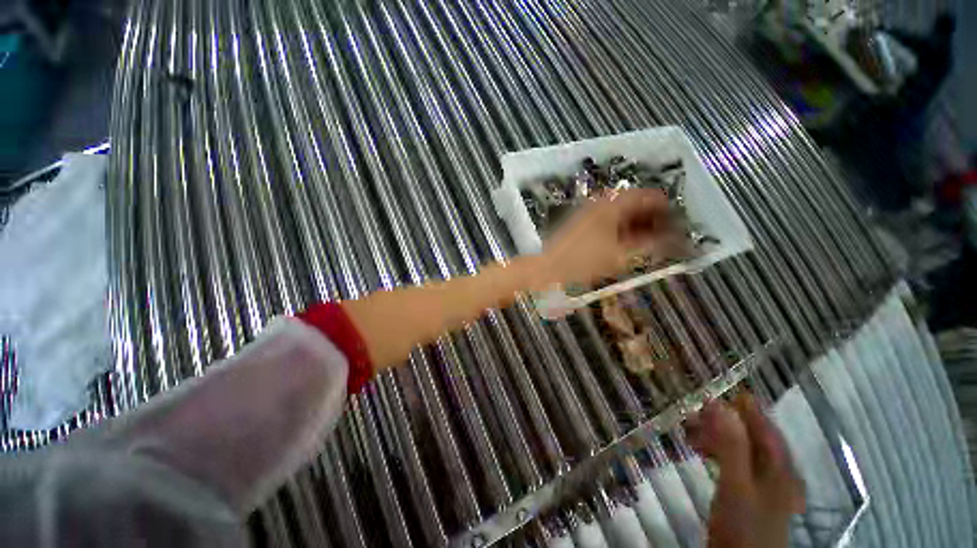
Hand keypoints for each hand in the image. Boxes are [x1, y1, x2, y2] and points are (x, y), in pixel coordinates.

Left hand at [539, 188, 678, 286]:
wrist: (549, 268)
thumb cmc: (584, 262)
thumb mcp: (621, 255)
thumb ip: (650, 245)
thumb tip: (675, 240)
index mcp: (612, 204)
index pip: (648, 196)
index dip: (666, 207)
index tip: (678, 221)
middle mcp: (601, 202)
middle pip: (634, 202)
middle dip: (652, 216)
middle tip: (666, 232)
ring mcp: (589, 211)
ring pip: (621, 212)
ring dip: (637, 223)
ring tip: (650, 239)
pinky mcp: (581, 223)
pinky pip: (608, 219)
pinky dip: (621, 227)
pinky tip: (627, 242)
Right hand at [687, 394, 805, 547]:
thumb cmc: (743, 526)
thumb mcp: (736, 484)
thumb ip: (731, 445)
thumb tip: (720, 404)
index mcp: (781, 469)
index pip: (767, 430)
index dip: (749, 409)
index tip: (727, 391)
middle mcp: (777, 475)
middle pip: (755, 440)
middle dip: (727, 422)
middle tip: (697, 412)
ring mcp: (765, 488)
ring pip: (744, 451)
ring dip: (719, 437)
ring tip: (692, 431)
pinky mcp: (751, 497)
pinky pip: (737, 464)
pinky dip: (719, 453)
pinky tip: (703, 452)